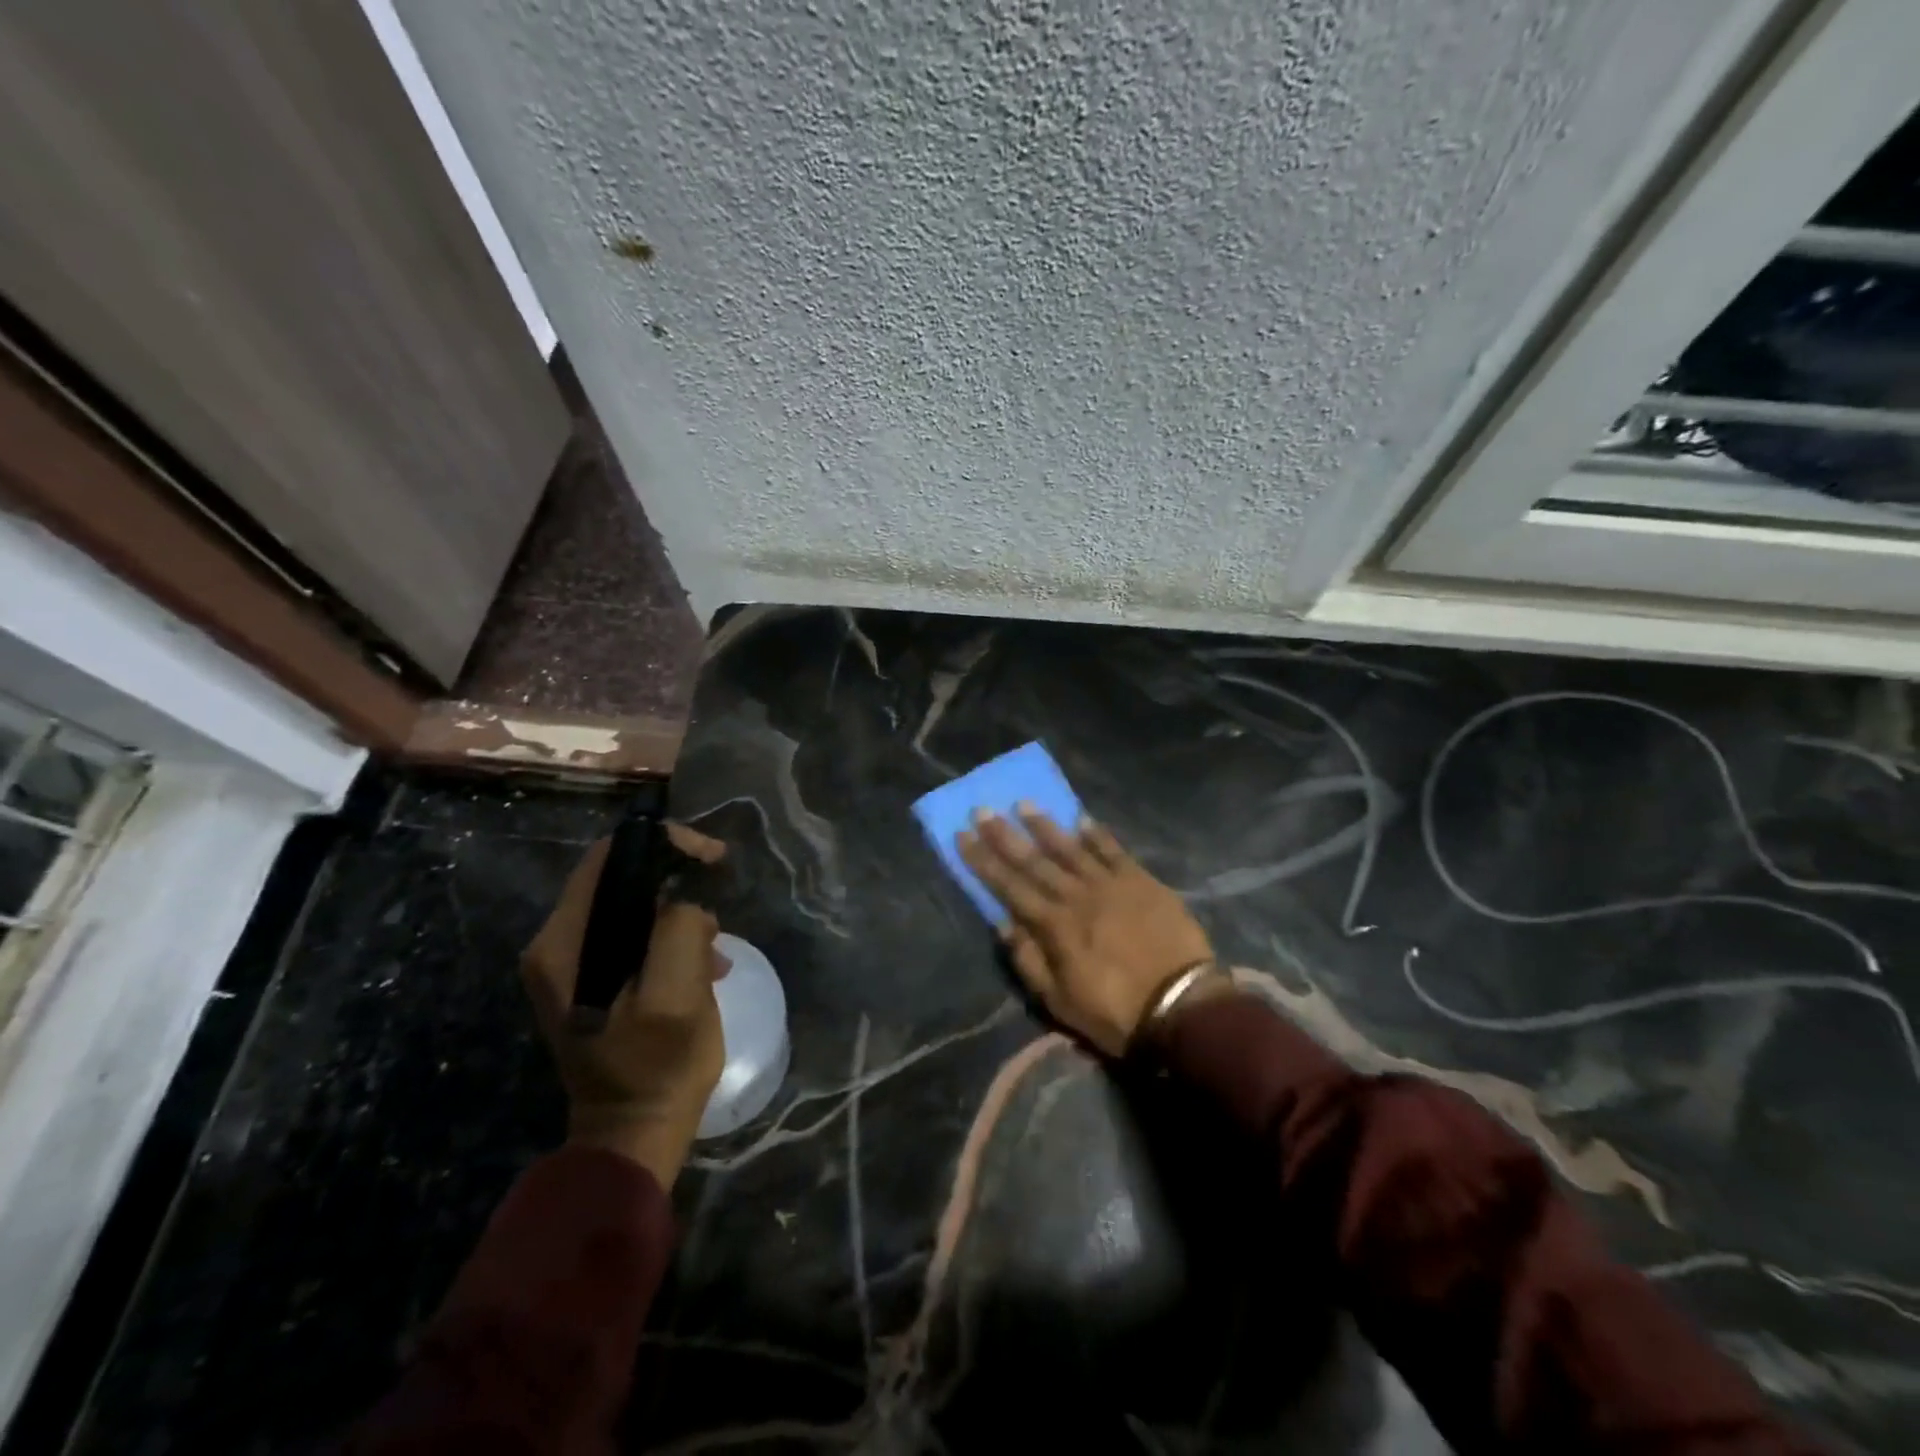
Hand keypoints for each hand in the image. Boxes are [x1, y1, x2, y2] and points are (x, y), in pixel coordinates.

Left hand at [520, 824, 729, 1187]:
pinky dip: (669, 937)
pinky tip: (700, 964)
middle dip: (675, 879)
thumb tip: (684, 903)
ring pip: (631, 904)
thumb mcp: (677, 997)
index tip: (712, 857)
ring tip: (713, 948)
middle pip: (619, 877)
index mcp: (564, 944)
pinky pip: (632, 933)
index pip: (609, 858)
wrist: (632, 1133)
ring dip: (677, 915)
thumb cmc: (657, 1066)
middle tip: (719, 894)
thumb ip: (678, 932)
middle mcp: (555, 945)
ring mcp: (570, 963)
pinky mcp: (589, 978)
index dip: (664, 844)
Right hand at [957, 807, 1224, 1057]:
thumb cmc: (1116, 1011)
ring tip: (1024, 804)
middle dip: (1005, 835)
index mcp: (1054, 925)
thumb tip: (1002, 923)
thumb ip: (1028, 960)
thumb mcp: (1059, 1001)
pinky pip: (1115, 851)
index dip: (983, 860)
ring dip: (1046, 826)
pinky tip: (1083, 819)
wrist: (1183, 1007)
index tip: (962, 835)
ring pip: (1071, 848)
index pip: (1009, 886)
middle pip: (1034, 860)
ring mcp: (1112, 885)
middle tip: (983, 809)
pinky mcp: (1143, 882)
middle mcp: (1077, 896)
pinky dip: (1098, 835)